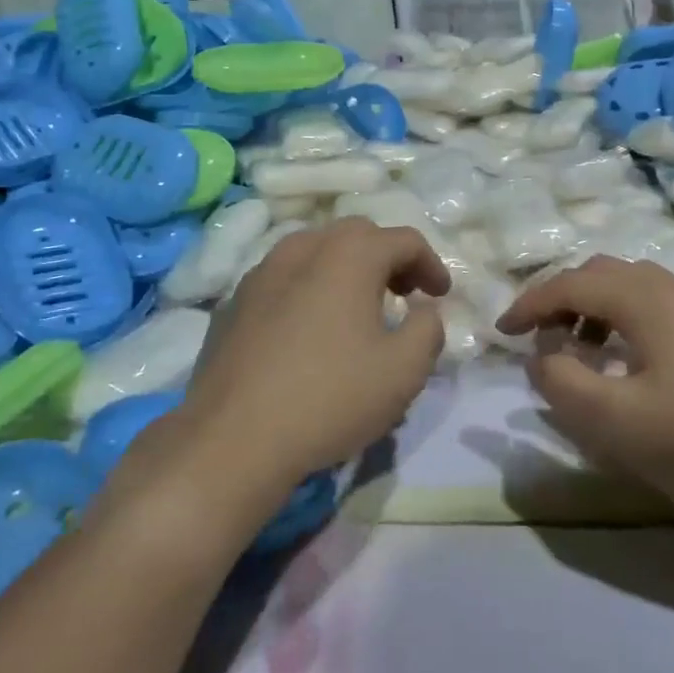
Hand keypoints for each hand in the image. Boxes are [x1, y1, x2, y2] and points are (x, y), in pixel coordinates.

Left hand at [175, 219, 450, 506]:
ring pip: (314, 251)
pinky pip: (283, 278)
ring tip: (356, 308)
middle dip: (387, 258)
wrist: (233, 438)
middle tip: (403, 294)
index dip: (431, 264)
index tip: (440, 296)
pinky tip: (309, 329)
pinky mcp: (234, 301)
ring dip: (345, 268)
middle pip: (356, 234)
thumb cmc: (330, 397)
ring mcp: (261, 272)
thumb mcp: (403, 370)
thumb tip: (424, 310)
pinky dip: (308, 288)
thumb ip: (428, 329)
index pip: (403, 240)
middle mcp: (302, 248)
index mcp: (348, 254)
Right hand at [497, 256, 673, 520]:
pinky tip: (626, 357)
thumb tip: (543, 354)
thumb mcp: (610, 419)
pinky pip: (656, 304)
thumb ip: (559, 378)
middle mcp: (672, 287)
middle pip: (601, 274)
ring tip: (578, 348)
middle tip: (539, 337)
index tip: (503, 331)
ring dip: (593, 307)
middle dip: (561, 299)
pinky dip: (624, 317)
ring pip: (630, 286)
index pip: (571, 283)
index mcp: (644, 298)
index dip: (530, 304)